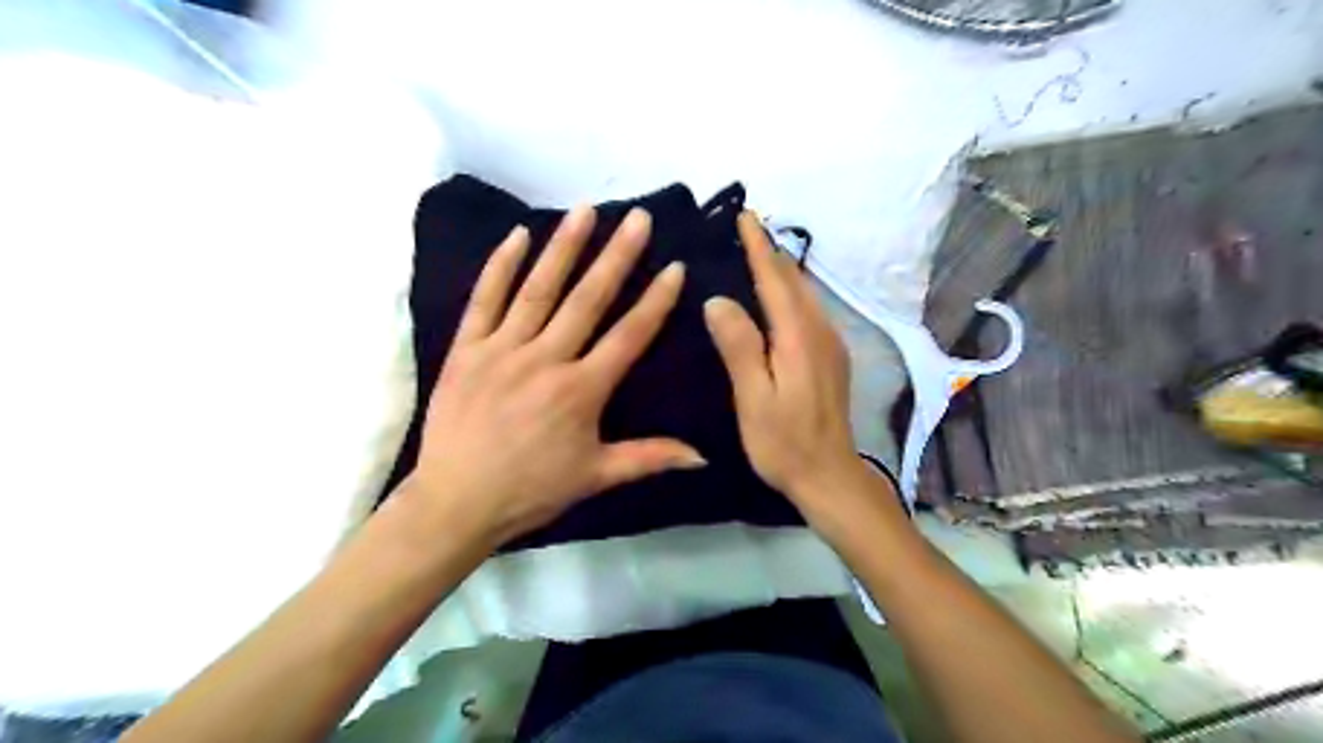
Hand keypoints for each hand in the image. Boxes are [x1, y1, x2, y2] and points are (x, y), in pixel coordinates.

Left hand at [406, 207, 700, 547]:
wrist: (456, 502)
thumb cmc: (531, 490)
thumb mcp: (596, 477)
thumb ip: (650, 458)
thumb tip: (704, 457)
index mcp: (581, 390)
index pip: (628, 335)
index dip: (655, 301)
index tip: (675, 267)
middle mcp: (546, 359)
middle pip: (587, 299)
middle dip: (616, 256)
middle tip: (637, 218)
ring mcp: (502, 349)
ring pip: (538, 289)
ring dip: (564, 247)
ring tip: (585, 210)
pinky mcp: (466, 349)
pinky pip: (484, 299)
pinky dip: (500, 266)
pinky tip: (518, 234)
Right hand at [697, 209, 877, 522]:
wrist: (829, 475)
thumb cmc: (784, 442)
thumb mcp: (754, 398)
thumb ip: (739, 347)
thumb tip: (718, 299)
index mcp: (798, 337)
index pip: (775, 280)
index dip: (759, 246)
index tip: (745, 215)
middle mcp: (819, 331)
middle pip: (794, 281)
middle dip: (771, 251)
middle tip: (746, 227)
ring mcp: (830, 344)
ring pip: (805, 294)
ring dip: (782, 270)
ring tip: (757, 253)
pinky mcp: (832, 358)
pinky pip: (809, 310)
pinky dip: (791, 292)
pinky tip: (778, 297)